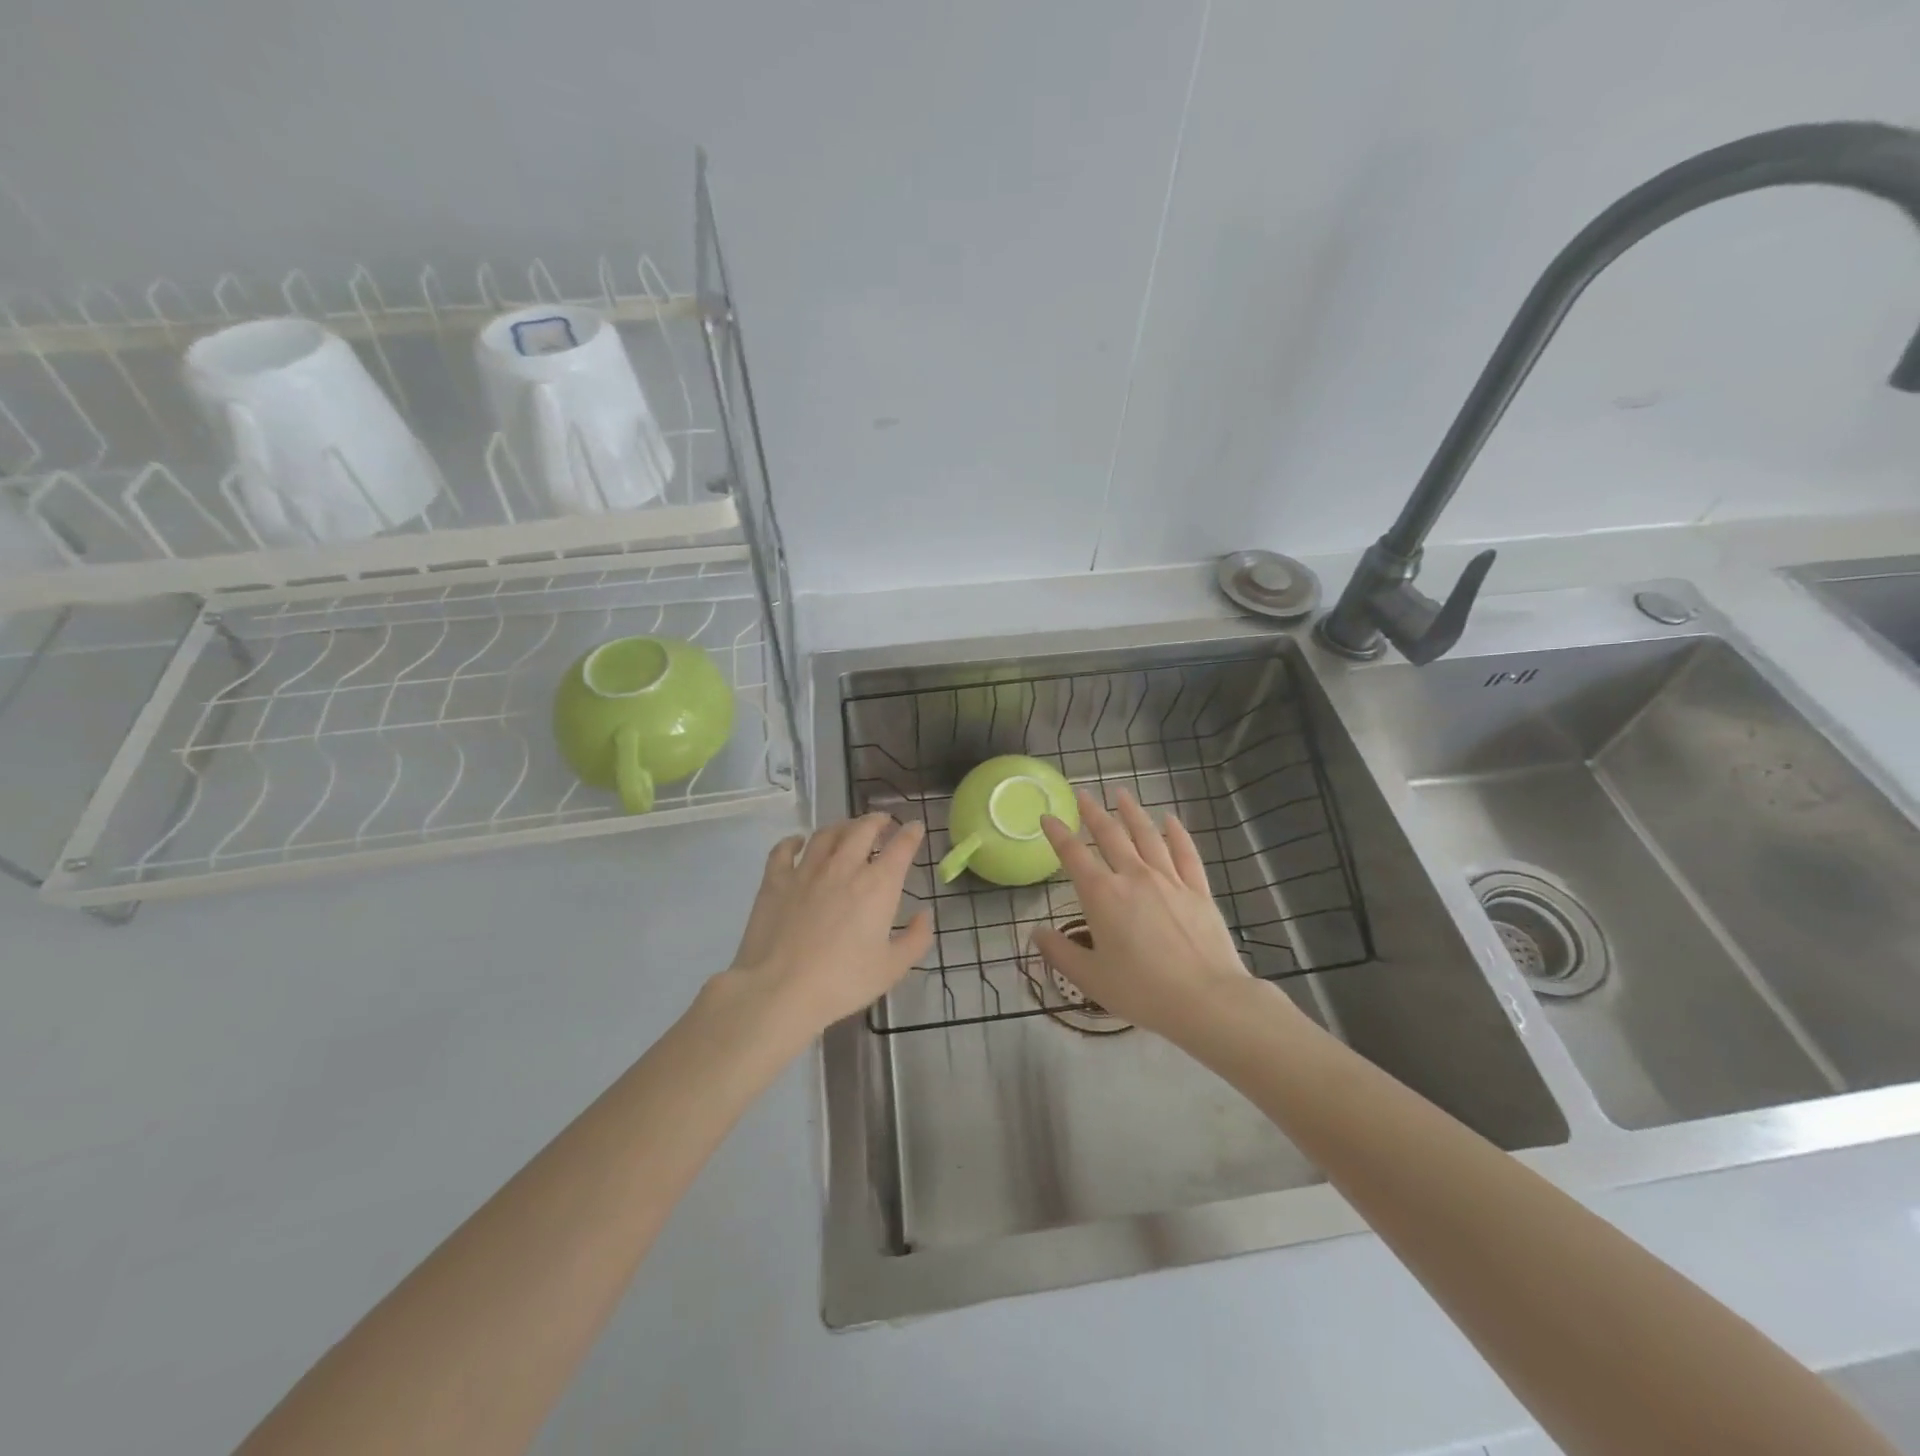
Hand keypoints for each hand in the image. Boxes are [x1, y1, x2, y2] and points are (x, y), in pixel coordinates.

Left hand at [725, 814, 932, 1035]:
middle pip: (863, 829)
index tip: (915, 827)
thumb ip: (916, 939)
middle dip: (877, 821)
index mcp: (878, 885)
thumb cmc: (842, 982)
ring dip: (842, 826)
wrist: (780, 990)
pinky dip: (793, 841)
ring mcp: (806, 870)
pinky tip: (797, 842)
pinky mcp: (775, 880)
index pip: (901, 846)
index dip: (911, 833)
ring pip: (827, 834)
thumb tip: (924, 914)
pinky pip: (784, 850)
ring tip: (847, 829)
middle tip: (883, 822)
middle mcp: (844, 867)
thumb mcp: (892, 968)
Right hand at [1034, 789, 1255, 1041]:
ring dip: (1132, 812)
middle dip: (1093, 813)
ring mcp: (1169, 880)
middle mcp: (1134, 877)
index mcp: (1102, 896)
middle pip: (1110, 835)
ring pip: (1147, 836)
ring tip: (1121, 794)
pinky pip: (1186, 853)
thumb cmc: (1142, 991)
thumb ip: (1060, 952)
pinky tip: (1169, 820)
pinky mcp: (1198, 890)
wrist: (1206, 999)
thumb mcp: (1090, 978)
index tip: (1047, 817)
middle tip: (1083, 794)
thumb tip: (1036, 932)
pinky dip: (1176, 833)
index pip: (1073, 855)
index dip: (1058, 834)